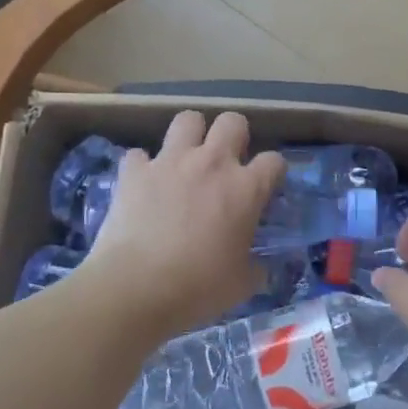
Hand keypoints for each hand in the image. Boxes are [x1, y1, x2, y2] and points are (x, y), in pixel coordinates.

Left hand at [81, 111, 284, 341]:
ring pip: (187, 119)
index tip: (267, 186)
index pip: (274, 161)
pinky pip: (139, 154)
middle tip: (227, 162)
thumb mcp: (243, 284)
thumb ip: (256, 266)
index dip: (273, 171)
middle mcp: (211, 164)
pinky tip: (144, 185)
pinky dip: (143, 167)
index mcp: (246, 189)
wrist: (135, 288)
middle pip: (232, 122)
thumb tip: (259, 266)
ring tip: (187, 159)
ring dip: (191, 135)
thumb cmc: (199, 288)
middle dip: (234, 136)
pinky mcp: (133, 171)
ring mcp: (170, 162)